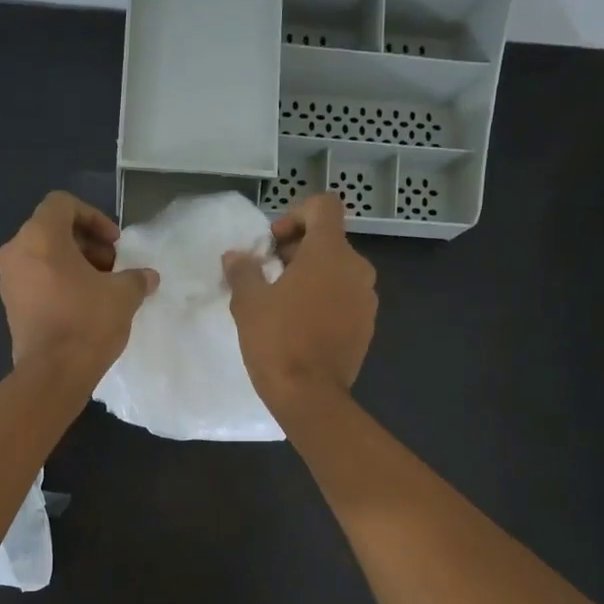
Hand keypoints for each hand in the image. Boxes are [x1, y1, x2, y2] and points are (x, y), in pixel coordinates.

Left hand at [0, 191, 157, 382]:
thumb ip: (136, 278)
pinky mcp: (11, 306)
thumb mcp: (123, 295)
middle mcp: (16, 252)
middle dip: (87, 244)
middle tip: (113, 267)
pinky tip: (84, 306)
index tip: (115, 243)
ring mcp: (9, 280)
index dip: (94, 217)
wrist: (53, 374)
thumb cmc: (87, 322)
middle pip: (52, 230)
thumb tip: (148, 277)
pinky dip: (59, 283)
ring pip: (43, 256)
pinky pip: (36, 280)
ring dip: (74, 264)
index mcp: (40, 237)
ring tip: (102, 288)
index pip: (63, 204)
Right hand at [222, 191, 376, 409]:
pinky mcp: (367, 327)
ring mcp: (367, 300)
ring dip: (312, 278)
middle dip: (298, 251)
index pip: (324, 206)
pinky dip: (326, 301)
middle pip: (330, 241)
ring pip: (339, 272)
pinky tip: (301, 326)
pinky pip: (346, 300)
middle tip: (269, 276)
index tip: (273, 244)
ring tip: (283, 303)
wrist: (310, 396)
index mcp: (330, 253)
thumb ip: (243, 271)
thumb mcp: (248, 303)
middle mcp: (357, 269)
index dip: (296, 215)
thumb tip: (235, 256)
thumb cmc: (277, 341)